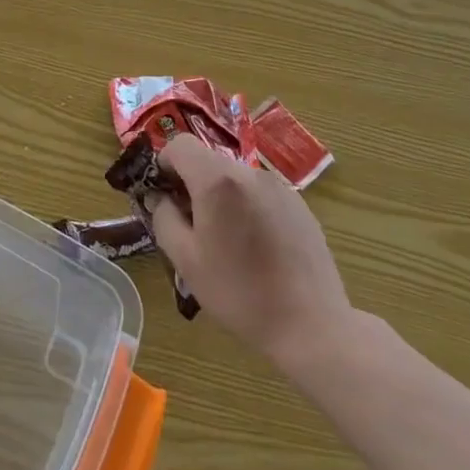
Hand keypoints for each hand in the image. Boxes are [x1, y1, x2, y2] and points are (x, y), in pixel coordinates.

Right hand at [145, 134, 354, 372]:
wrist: (311, 325)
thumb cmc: (239, 292)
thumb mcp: (186, 260)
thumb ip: (163, 218)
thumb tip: (158, 197)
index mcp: (217, 180)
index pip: (180, 144)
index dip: (164, 163)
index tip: (163, 194)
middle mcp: (249, 172)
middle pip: (208, 161)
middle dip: (192, 184)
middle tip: (190, 224)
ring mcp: (279, 186)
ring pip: (235, 178)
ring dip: (221, 196)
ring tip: (226, 240)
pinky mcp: (299, 204)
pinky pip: (260, 193)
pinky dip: (247, 207)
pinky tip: (256, 247)